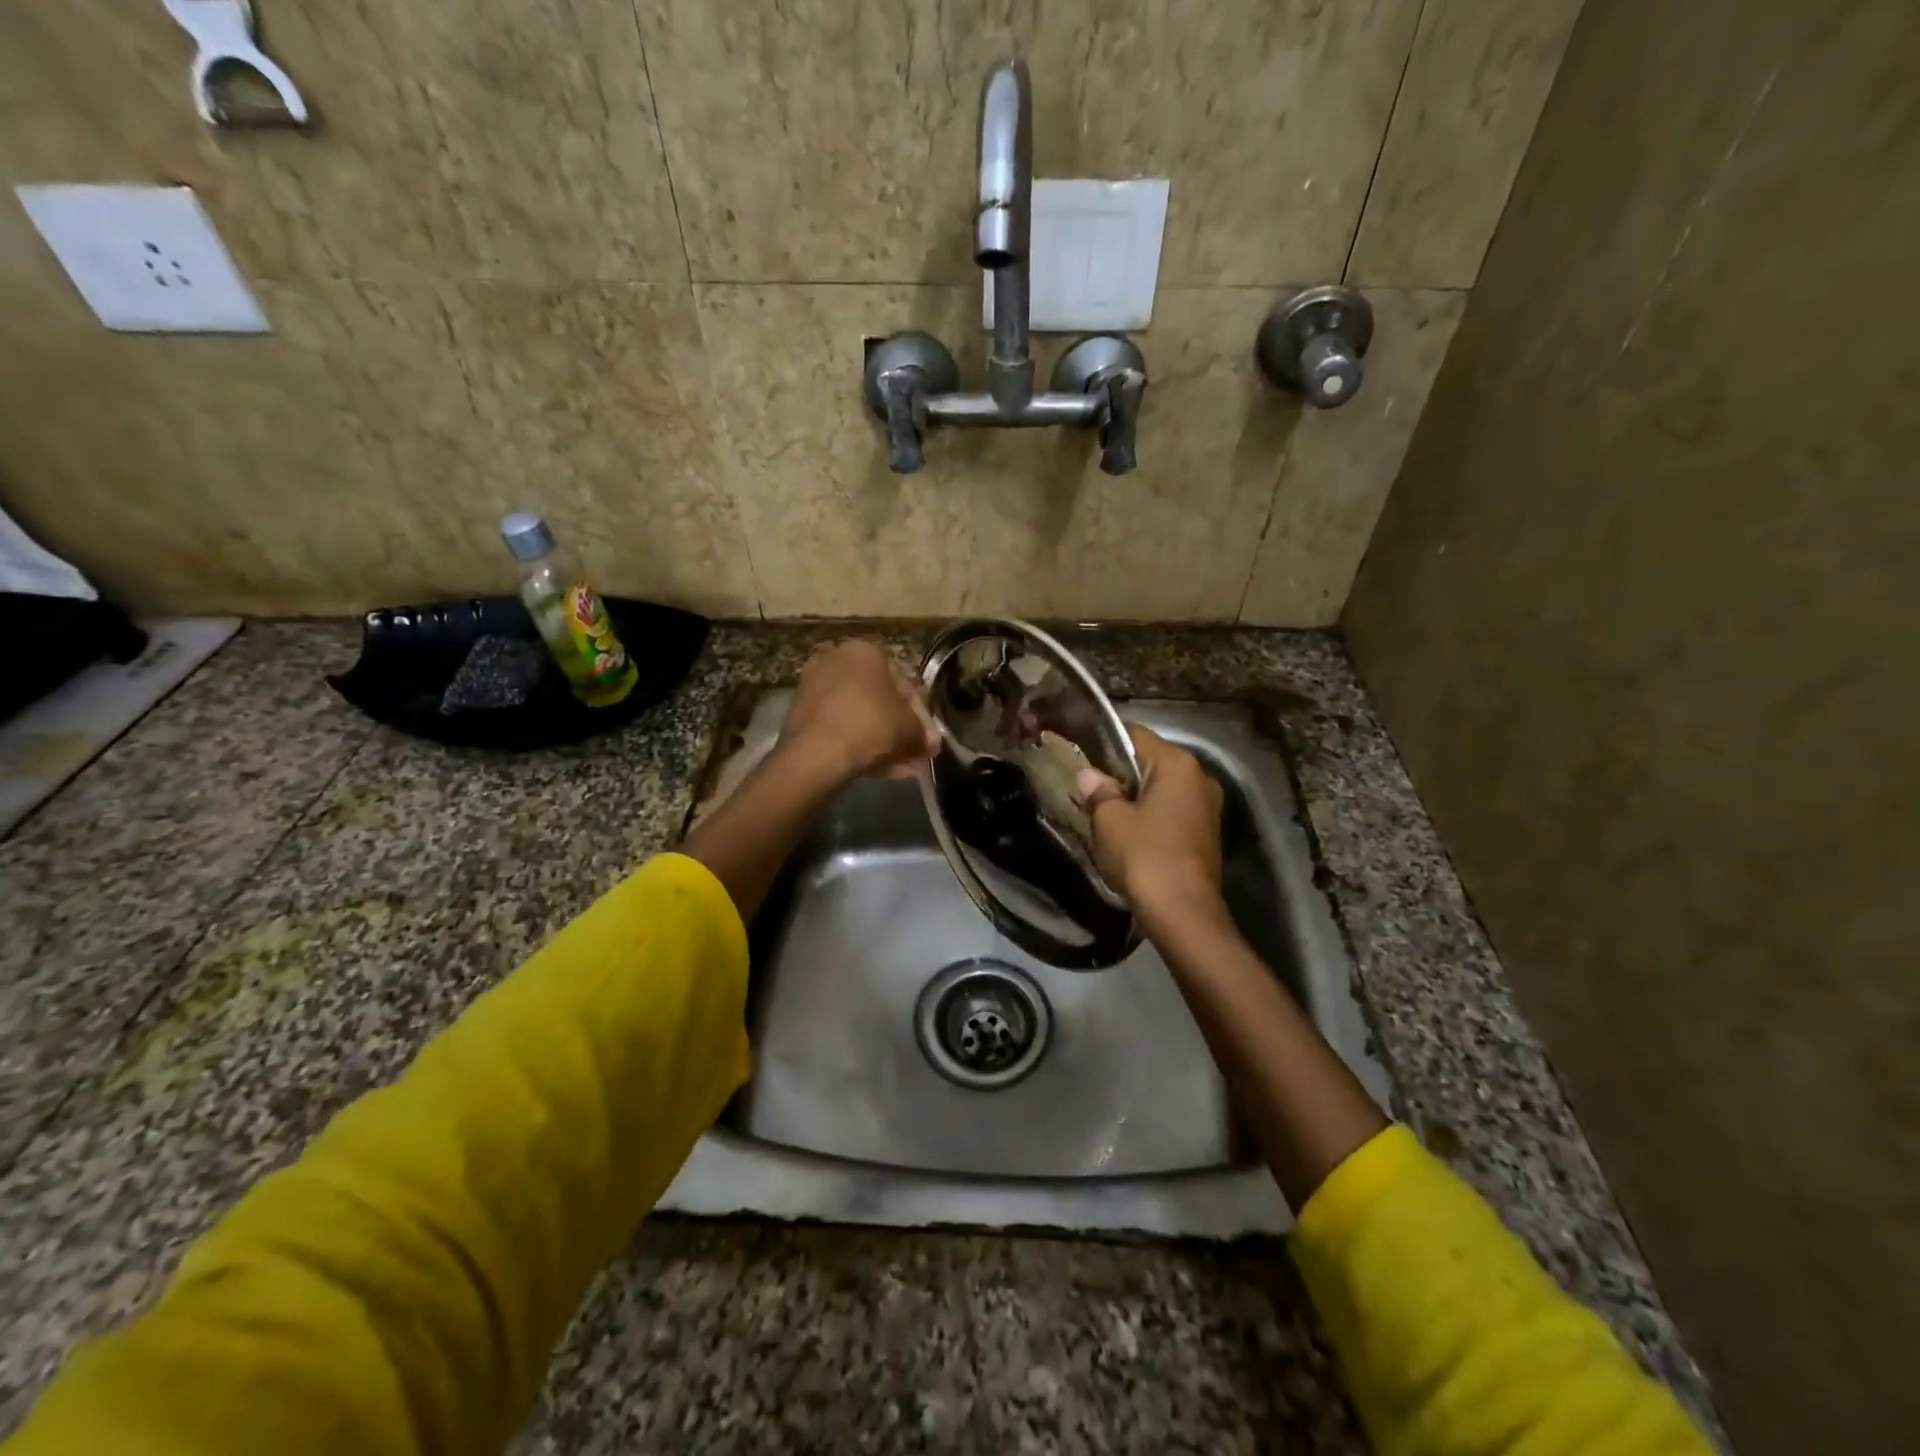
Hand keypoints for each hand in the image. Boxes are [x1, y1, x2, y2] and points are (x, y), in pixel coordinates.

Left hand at [780, 640, 938, 784]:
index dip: (921, 714)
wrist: (816, 754)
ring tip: (901, 768)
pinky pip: (840, 727)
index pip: (905, 681)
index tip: (929, 738)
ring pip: (860, 716)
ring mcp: (816, 686)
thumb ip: (924, 734)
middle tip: (915, 754)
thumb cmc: (871, 726)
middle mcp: (837, 660)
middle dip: (900, 729)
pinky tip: (879, 770)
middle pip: (880, 699)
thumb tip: (929, 744)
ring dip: (883, 741)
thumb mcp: (911, 730)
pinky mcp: (802, 714)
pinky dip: (859, 744)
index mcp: (866, 651)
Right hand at [1076, 725, 1224, 922]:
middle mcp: (1200, 777)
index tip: (1079, 752)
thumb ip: (1098, 792)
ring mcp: (1208, 807)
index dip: (1104, 742)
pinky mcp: (1206, 834)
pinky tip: (1128, 833)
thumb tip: (1088, 776)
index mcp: (1178, 764)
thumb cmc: (1144, 855)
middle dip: (1120, 773)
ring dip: (1135, 797)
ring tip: (1103, 812)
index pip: (1135, 735)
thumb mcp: (1110, 820)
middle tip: (1087, 786)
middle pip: (1151, 762)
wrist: (1183, 913)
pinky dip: (1150, 816)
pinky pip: (1172, 812)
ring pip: (1162, 789)